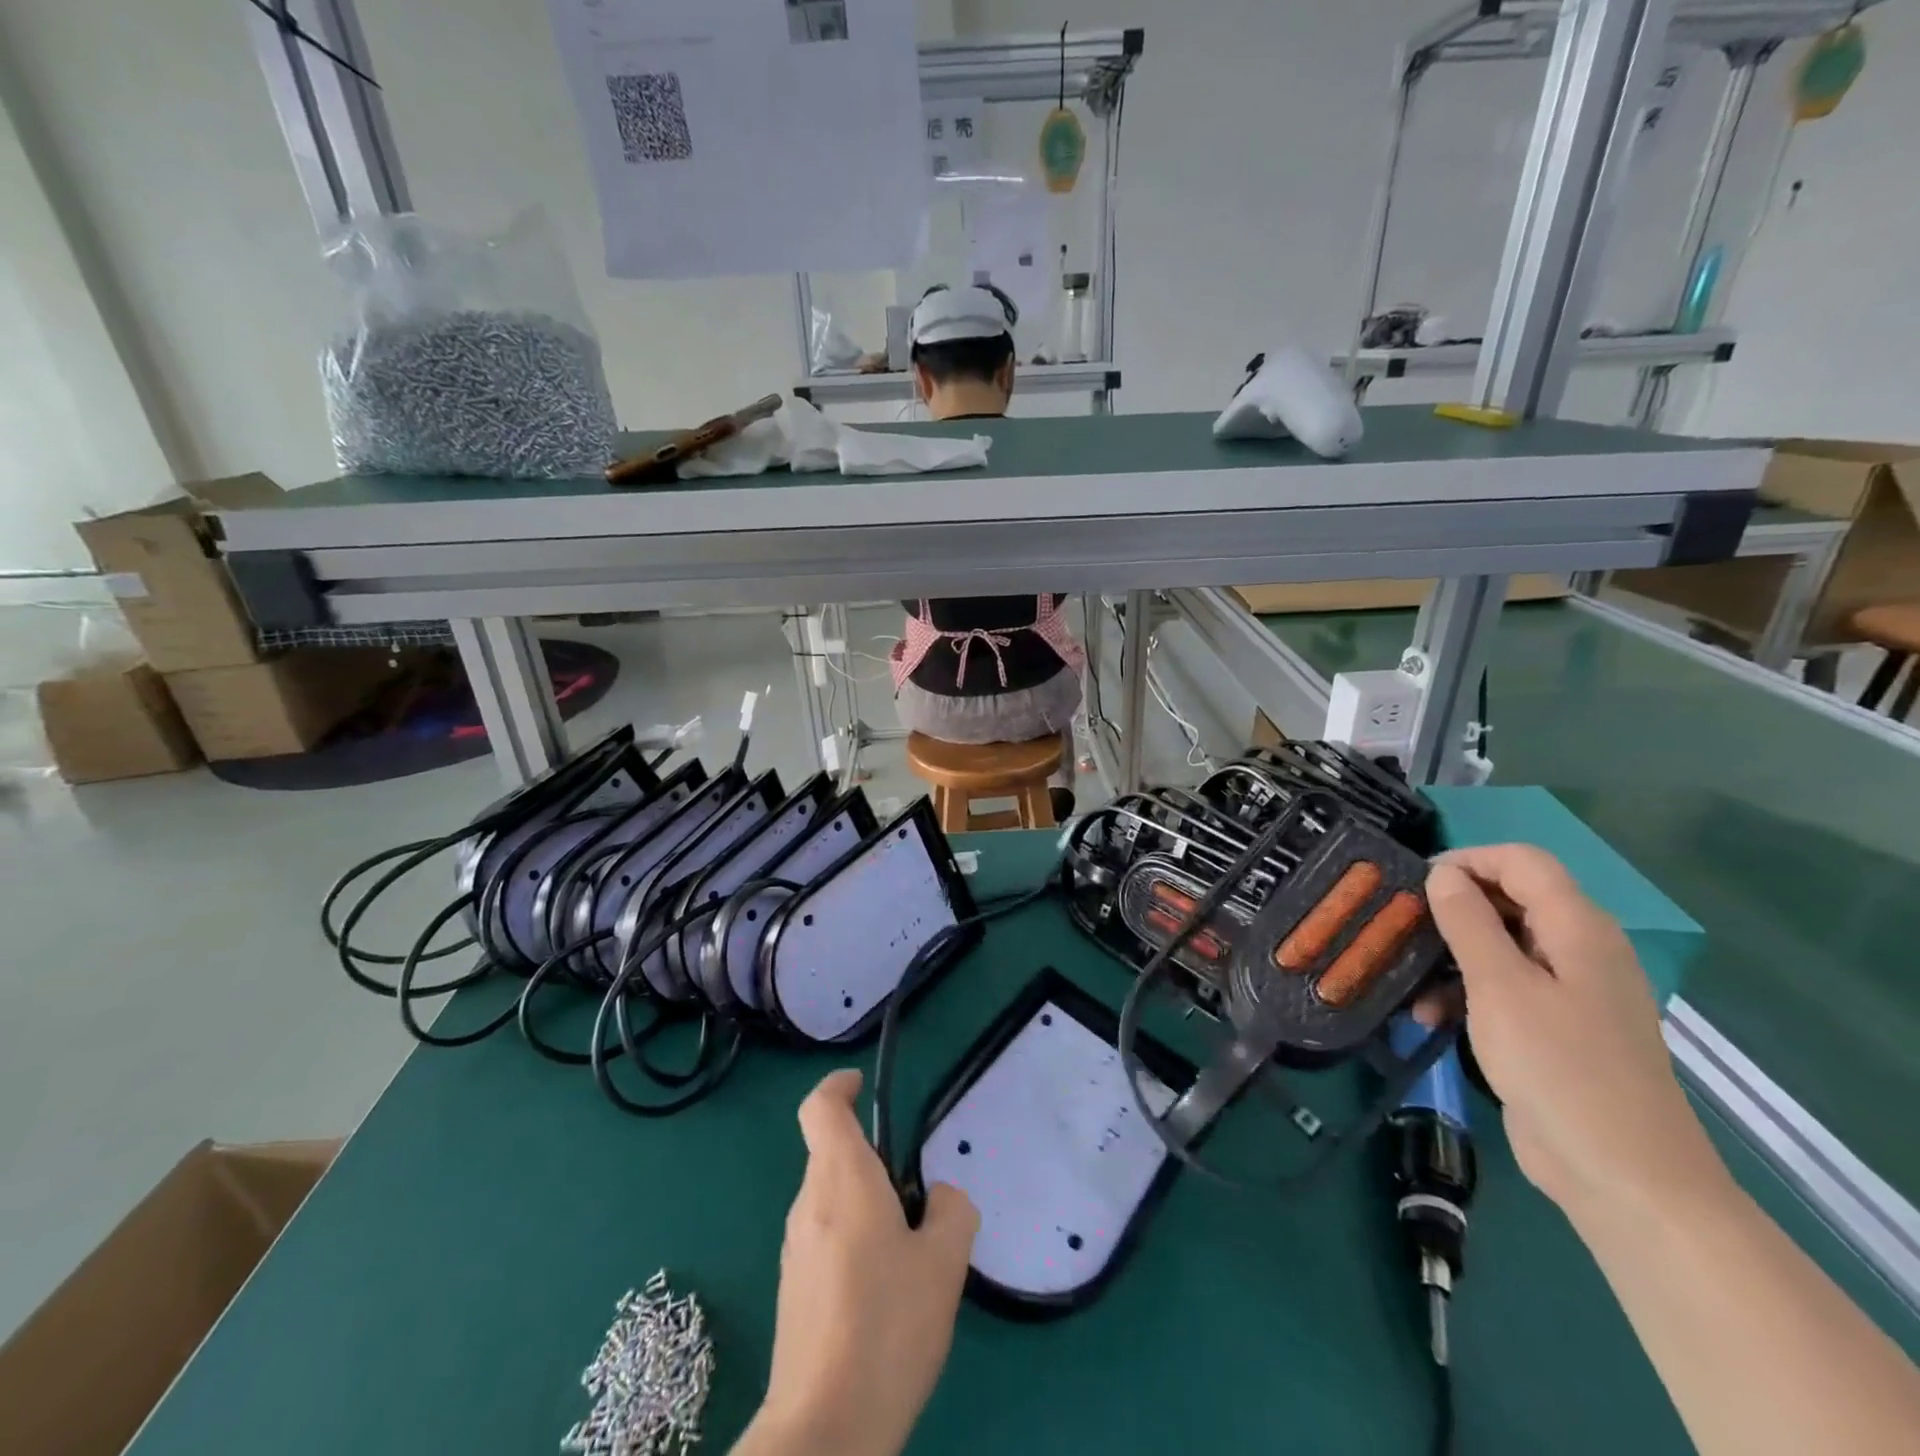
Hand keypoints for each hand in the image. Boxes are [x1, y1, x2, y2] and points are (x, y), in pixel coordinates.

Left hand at [741, 1069, 978, 1455]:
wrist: (825, 1428)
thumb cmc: (887, 1327)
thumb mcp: (944, 1262)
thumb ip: (952, 1210)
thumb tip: (940, 1199)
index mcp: (841, 1179)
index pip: (821, 1108)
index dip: (838, 1086)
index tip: (861, 1085)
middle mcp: (809, 1203)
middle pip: (832, 1154)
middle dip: (872, 1160)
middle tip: (916, 1199)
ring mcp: (795, 1248)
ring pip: (831, 1198)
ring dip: (865, 1203)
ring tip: (908, 1255)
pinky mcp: (793, 1288)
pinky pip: (825, 1237)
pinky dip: (853, 1239)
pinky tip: (883, 1293)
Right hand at [1425, 846, 1729, 1226]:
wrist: (1624, 1177)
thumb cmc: (1560, 1068)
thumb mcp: (1500, 987)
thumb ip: (1469, 922)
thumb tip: (1443, 874)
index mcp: (1578, 928)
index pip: (1521, 861)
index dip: (1467, 861)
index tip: (1415, 886)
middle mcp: (1579, 949)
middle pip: (1509, 900)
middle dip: (1451, 910)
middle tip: (1402, 929)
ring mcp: (1570, 991)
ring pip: (1500, 945)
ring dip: (1451, 957)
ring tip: (1410, 983)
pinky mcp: (1556, 1027)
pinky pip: (1505, 986)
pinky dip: (1466, 992)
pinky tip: (1429, 1017)